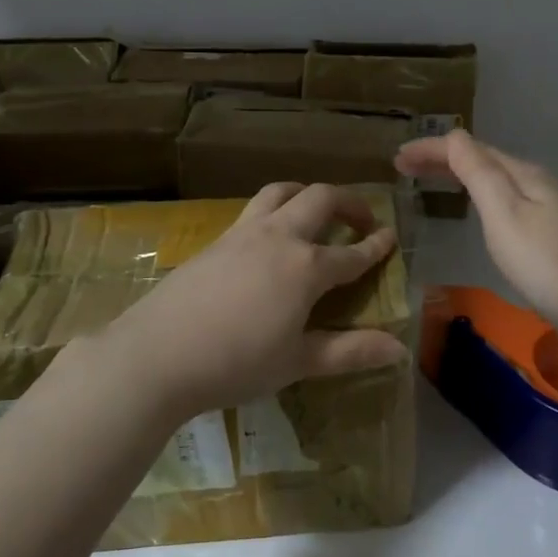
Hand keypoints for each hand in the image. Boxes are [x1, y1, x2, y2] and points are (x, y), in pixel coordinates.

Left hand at [81, 182, 406, 423]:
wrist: (157, 355)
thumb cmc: (235, 364)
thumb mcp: (298, 362)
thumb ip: (351, 351)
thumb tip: (400, 350)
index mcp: (306, 267)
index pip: (353, 253)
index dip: (376, 246)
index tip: (392, 237)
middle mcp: (279, 237)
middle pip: (321, 199)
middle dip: (348, 204)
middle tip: (361, 221)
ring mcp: (243, 233)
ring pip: (282, 192)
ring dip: (307, 194)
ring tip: (316, 211)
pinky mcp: (216, 240)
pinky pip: (254, 209)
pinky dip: (276, 208)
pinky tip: (270, 236)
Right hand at [395, 130, 557, 337]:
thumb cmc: (546, 263)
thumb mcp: (505, 214)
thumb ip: (479, 173)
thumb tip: (453, 136)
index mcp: (522, 175)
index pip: (469, 149)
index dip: (432, 149)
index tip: (396, 157)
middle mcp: (535, 184)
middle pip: (482, 161)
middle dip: (442, 159)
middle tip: (403, 166)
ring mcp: (545, 210)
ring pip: (493, 180)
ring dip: (458, 175)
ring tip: (428, 180)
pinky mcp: (548, 236)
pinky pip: (502, 201)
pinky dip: (476, 195)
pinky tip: (475, 209)